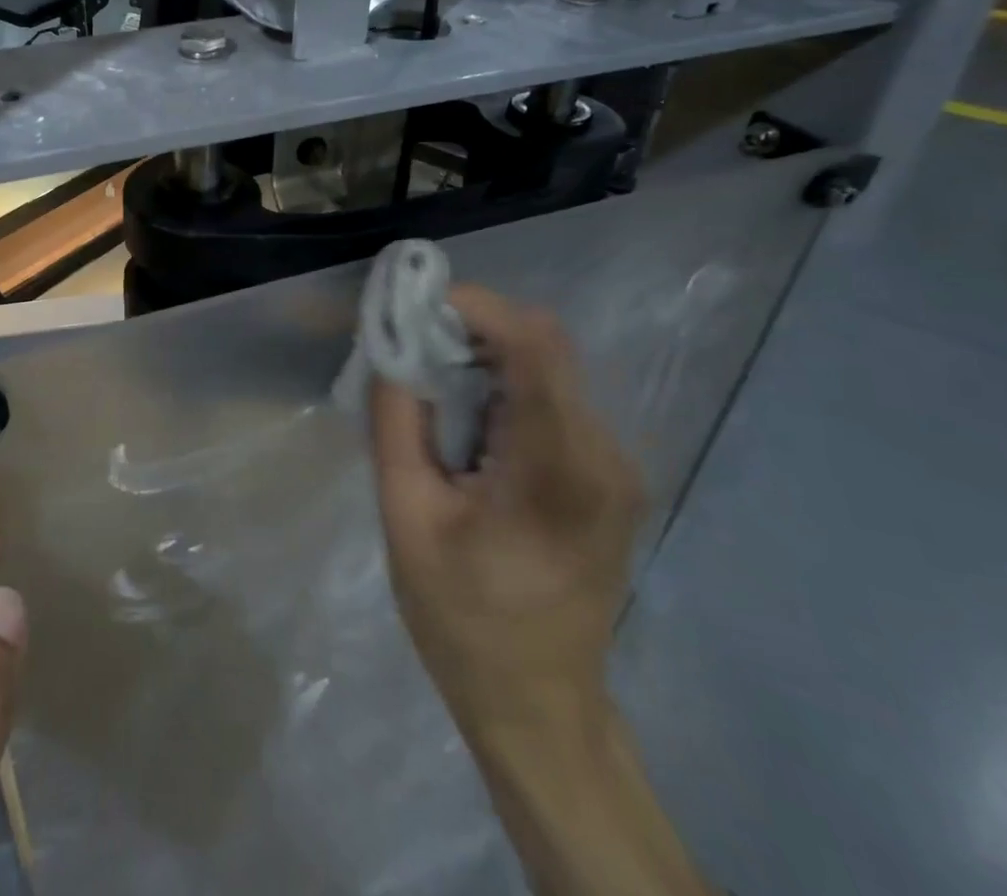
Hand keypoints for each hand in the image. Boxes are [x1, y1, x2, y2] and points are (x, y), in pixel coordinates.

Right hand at [369, 285, 643, 737]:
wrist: (538, 704)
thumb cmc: (463, 618)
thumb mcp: (407, 517)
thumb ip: (397, 420)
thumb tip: (391, 346)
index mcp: (559, 469)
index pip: (534, 345)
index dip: (475, 306)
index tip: (413, 301)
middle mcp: (604, 454)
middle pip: (544, 346)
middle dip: (471, 326)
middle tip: (408, 342)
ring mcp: (615, 465)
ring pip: (549, 365)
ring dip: (484, 353)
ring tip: (427, 378)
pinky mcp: (607, 474)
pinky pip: (554, 397)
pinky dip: (503, 382)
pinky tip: (464, 414)